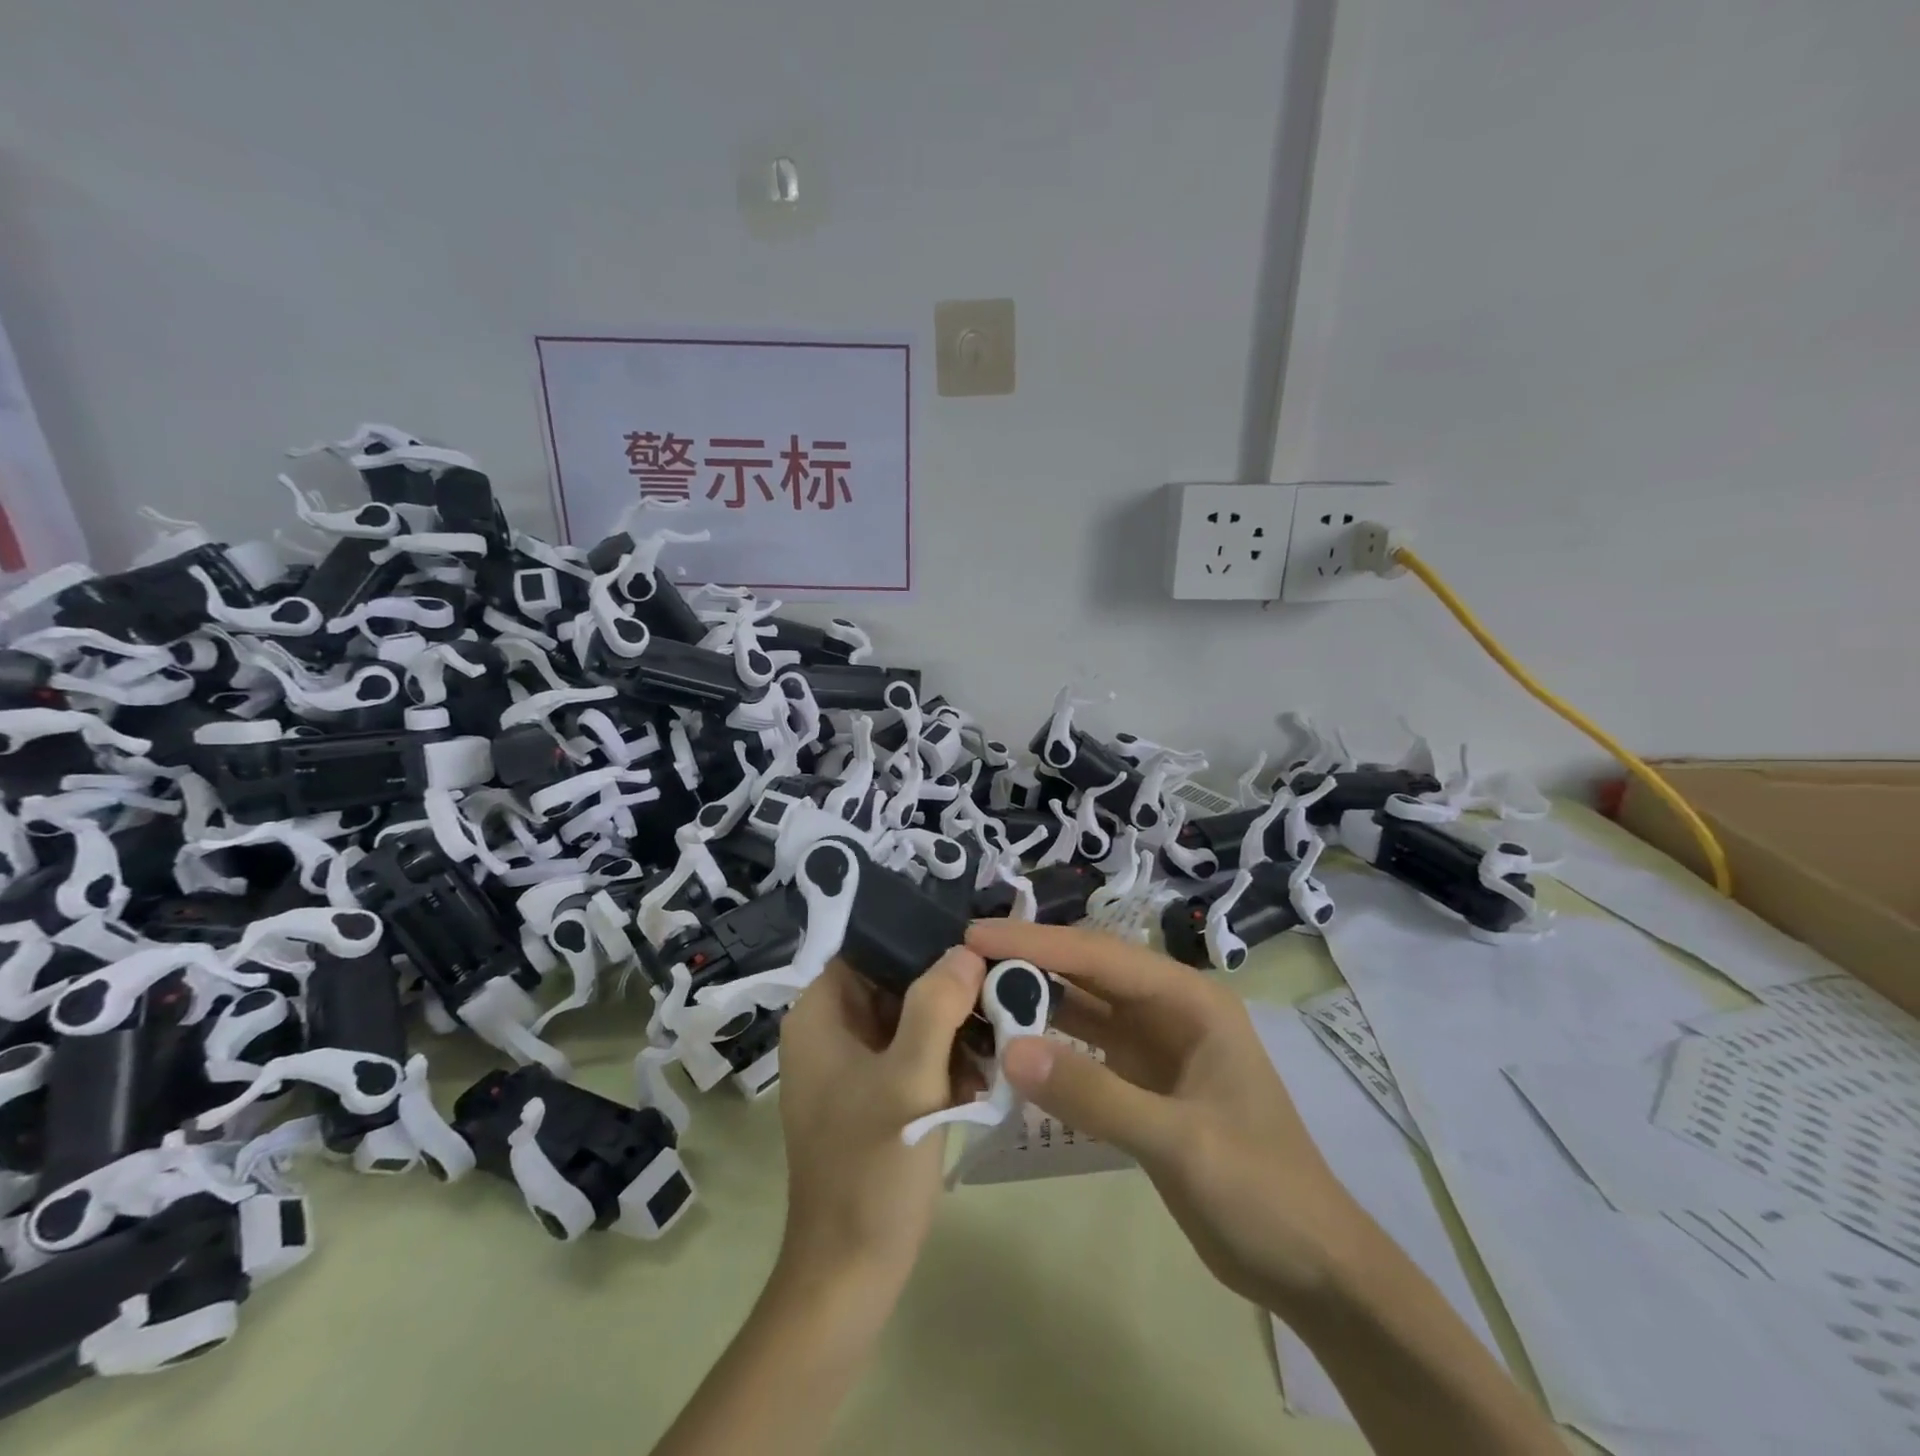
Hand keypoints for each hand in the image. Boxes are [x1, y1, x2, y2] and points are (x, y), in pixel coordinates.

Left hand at [775, 949, 987, 1289]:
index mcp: (821, 1015)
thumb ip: (936, 1006)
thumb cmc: (873, 1168)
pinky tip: (983, 1077)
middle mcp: (831, 1031)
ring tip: (999, 1041)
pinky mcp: (874, 1096)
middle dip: (947, 991)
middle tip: (1000, 995)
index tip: (975, 947)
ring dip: (953, 1029)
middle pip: (896, 982)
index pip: (871, 947)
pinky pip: (914, 1055)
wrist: (851, 1276)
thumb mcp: (910, 1081)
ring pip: (911, 1019)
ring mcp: (852, 1066)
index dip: (920, 940)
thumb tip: (964, 949)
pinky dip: (946, 1060)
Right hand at [965, 919, 1363, 1313]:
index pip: (1100, 955)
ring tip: (974, 995)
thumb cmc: (1260, 1189)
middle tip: (964, 962)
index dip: (1037, 942)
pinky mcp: (1141, 1084)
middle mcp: (1168, 1010)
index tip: (976, 935)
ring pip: (1083, 1009)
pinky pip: (1085, 1051)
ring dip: (1035, 1001)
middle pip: (1088, 973)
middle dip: (1030, 963)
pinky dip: (1048, 1046)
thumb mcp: (1179, 1140)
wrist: (1309, 1266)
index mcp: (1189, 1000)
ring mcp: (1154, 1047)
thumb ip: (1094, 1094)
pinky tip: (1009, 1047)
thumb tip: (1009, 1051)